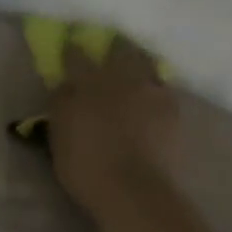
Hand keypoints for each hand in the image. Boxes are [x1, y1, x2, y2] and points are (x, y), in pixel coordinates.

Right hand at [48, 36, 180, 220]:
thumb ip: (61, 104)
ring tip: (136, 69)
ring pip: (147, 64)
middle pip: (121, 50)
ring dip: (140, 62)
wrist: (132, 188)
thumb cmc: (84, 165)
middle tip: (111, 48)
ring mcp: (150, 92)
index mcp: (88, 82)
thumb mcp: (59, 135)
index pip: (77, 56)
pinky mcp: (172, 109)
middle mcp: (121, 78)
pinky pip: (164, 88)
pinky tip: (153, 95)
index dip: (72, 48)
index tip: (70, 44)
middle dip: (115, 47)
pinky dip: (157, 87)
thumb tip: (65, 84)